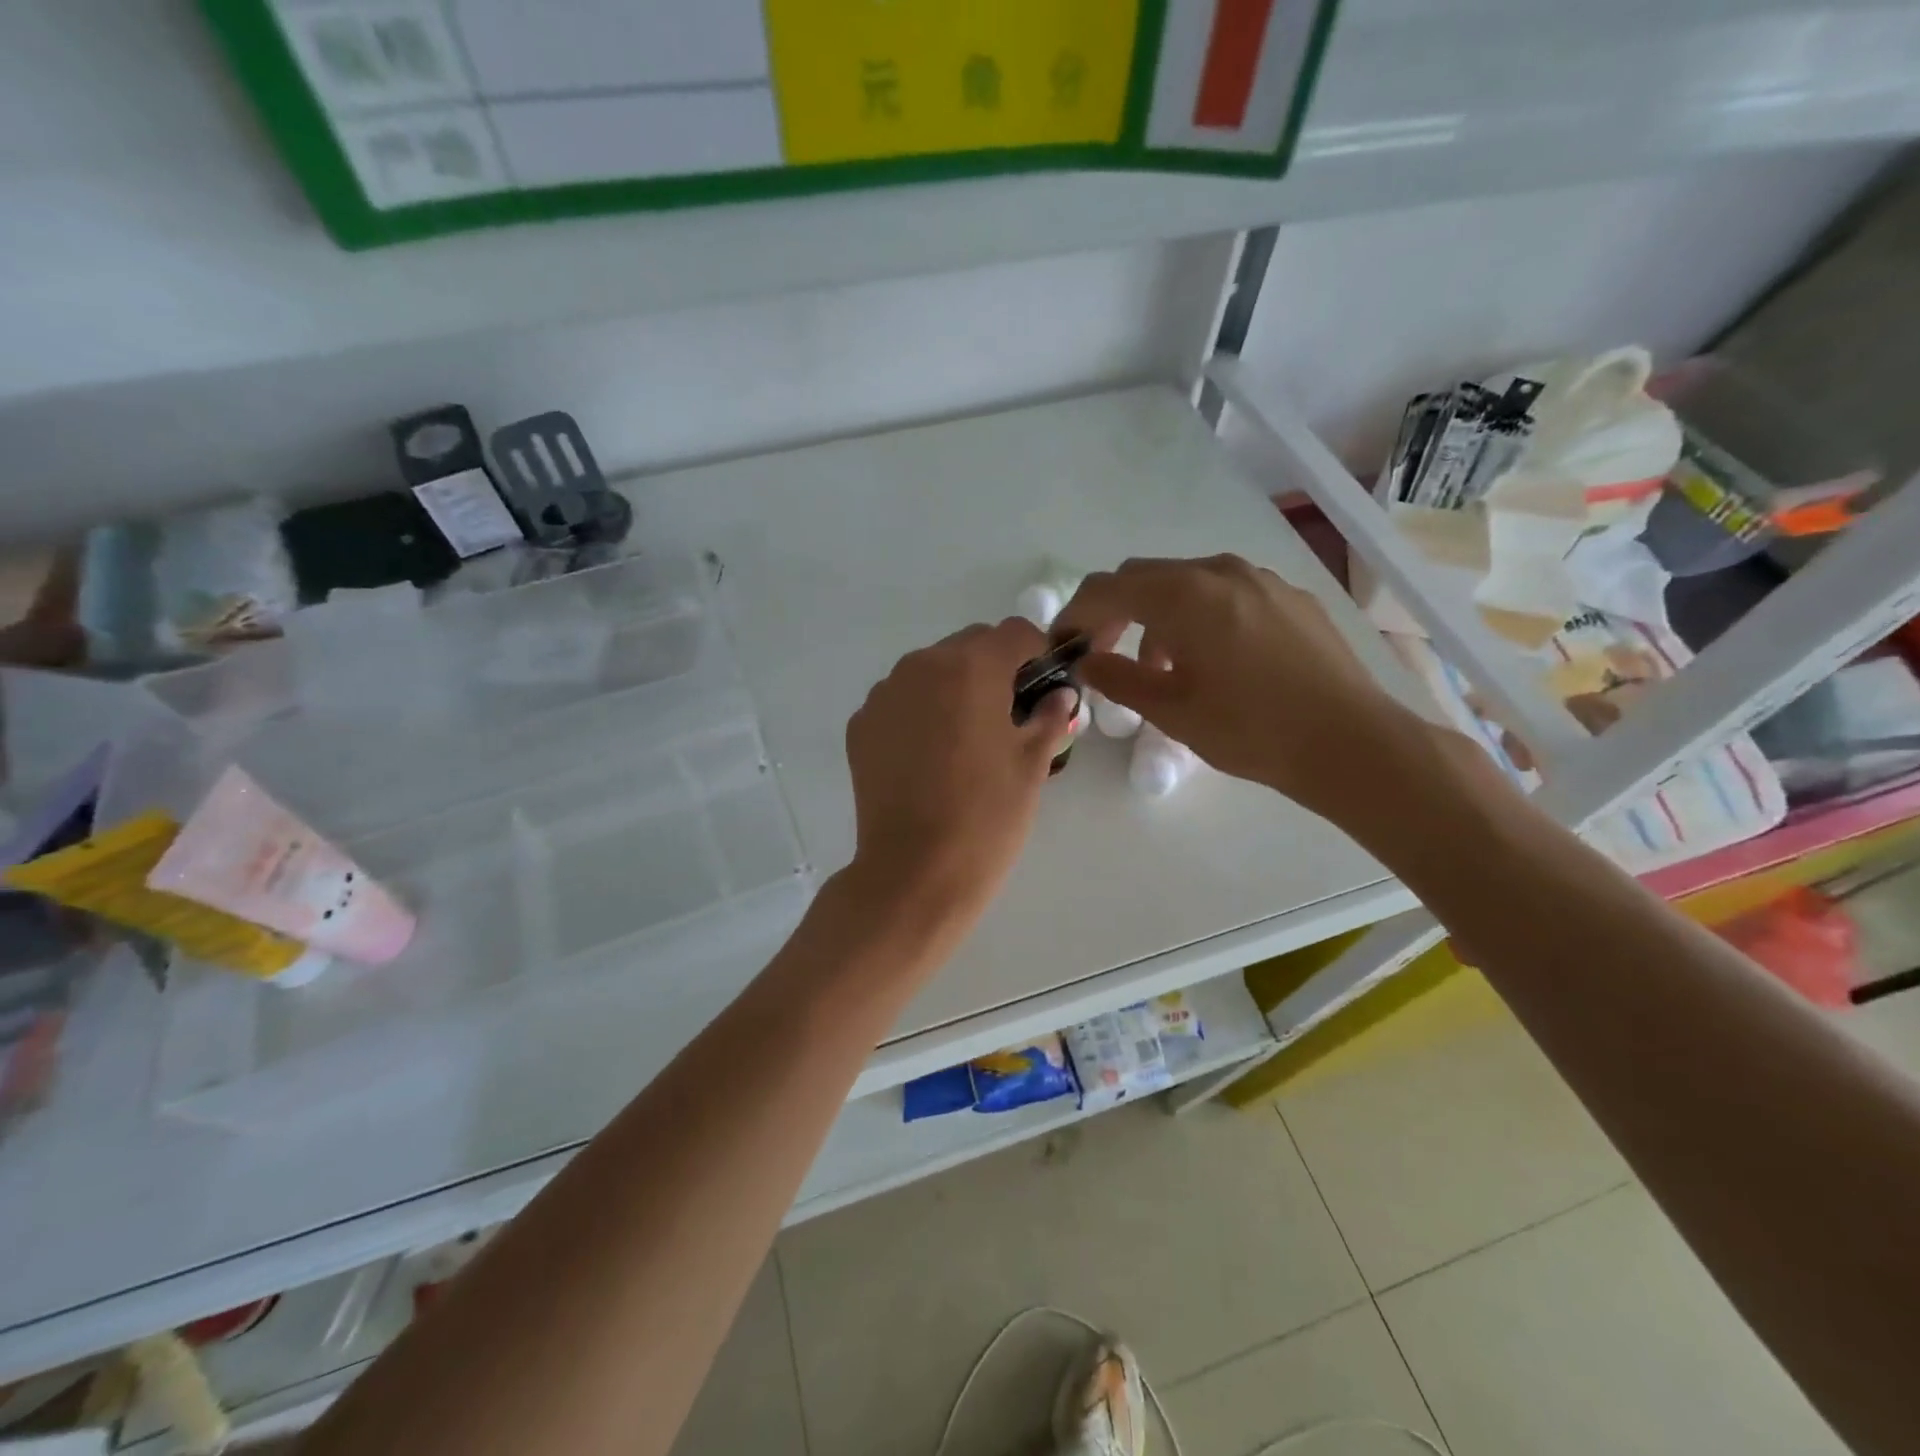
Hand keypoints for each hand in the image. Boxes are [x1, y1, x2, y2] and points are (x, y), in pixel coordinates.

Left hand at [842, 618, 1075, 948]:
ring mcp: (884, 694)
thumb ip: (1050, 718)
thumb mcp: (1031, 766)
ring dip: (955, 687)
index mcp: (970, 668)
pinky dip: (920, 711)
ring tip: (967, 738)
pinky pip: (901, 700)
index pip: (1015, 632)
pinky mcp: (861, 724)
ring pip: (931, 670)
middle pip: (969, 645)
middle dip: (995, 668)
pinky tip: (930, 756)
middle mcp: (921, 666)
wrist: (914, 873)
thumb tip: (1060, 696)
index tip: (1045, 685)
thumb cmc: (986, 817)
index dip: (1038, 653)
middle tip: (1009, 715)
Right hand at [1056, 555, 1417, 818]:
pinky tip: (1211, 659)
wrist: (1350, 742)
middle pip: (1144, 577)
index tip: (1061, 647)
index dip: (1074, 615)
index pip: (1107, 589)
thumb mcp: (1171, 711)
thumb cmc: (1251, 730)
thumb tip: (1085, 661)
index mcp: (1186, 595)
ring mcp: (1260, 579)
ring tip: (1160, 666)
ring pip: (1185, 583)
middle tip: (1102, 655)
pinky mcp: (1288, 595)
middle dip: (1113, 612)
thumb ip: (1118, 678)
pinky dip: (1197, 616)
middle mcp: (1220, 571)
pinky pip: (1224, 593)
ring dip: (1156, 615)